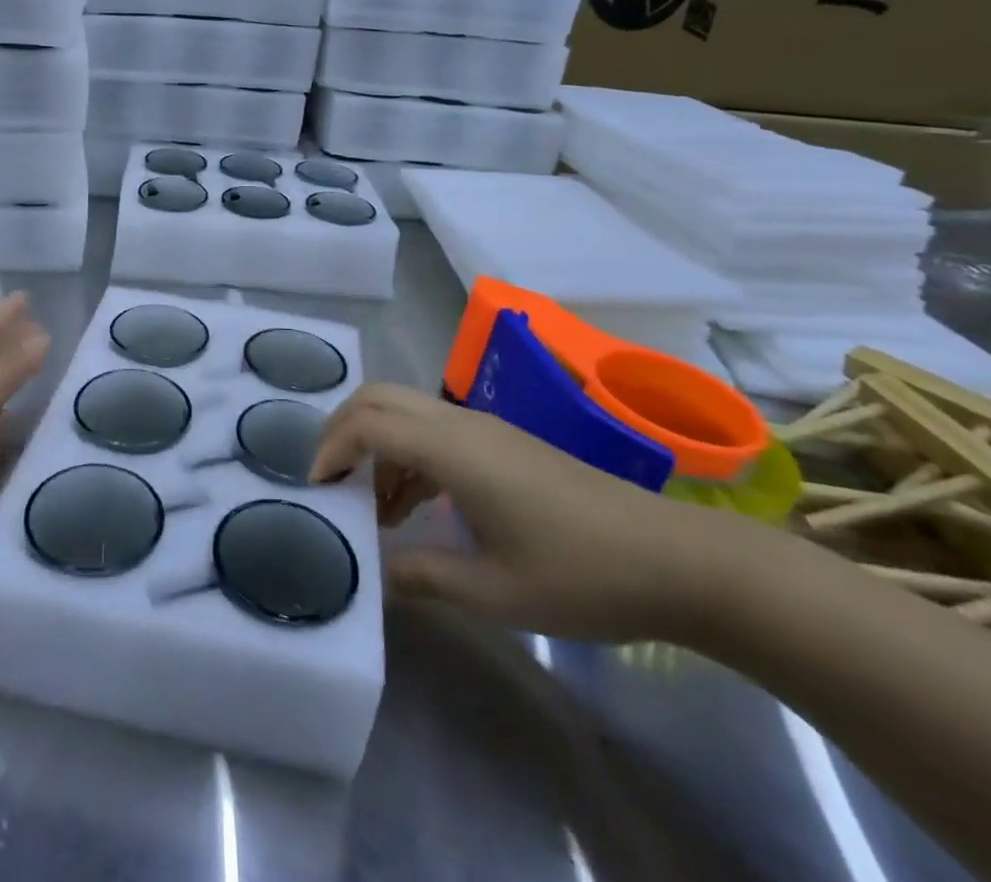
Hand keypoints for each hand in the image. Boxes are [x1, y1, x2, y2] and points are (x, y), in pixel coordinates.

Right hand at [309, 382, 736, 641]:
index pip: (369, 422)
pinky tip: (416, 507)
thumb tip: (375, 574)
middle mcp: (462, 422)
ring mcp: (484, 428)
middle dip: (342, 430)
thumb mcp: (496, 592)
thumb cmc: (583, 575)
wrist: (676, 560)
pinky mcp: (502, 442)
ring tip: (373, 507)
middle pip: (380, 397)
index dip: (330, 448)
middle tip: (328, 480)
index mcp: (455, 448)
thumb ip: (423, 577)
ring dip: (375, 445)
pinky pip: (432, 429)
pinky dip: (406, 454)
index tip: (314, 490)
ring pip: (405, 410)